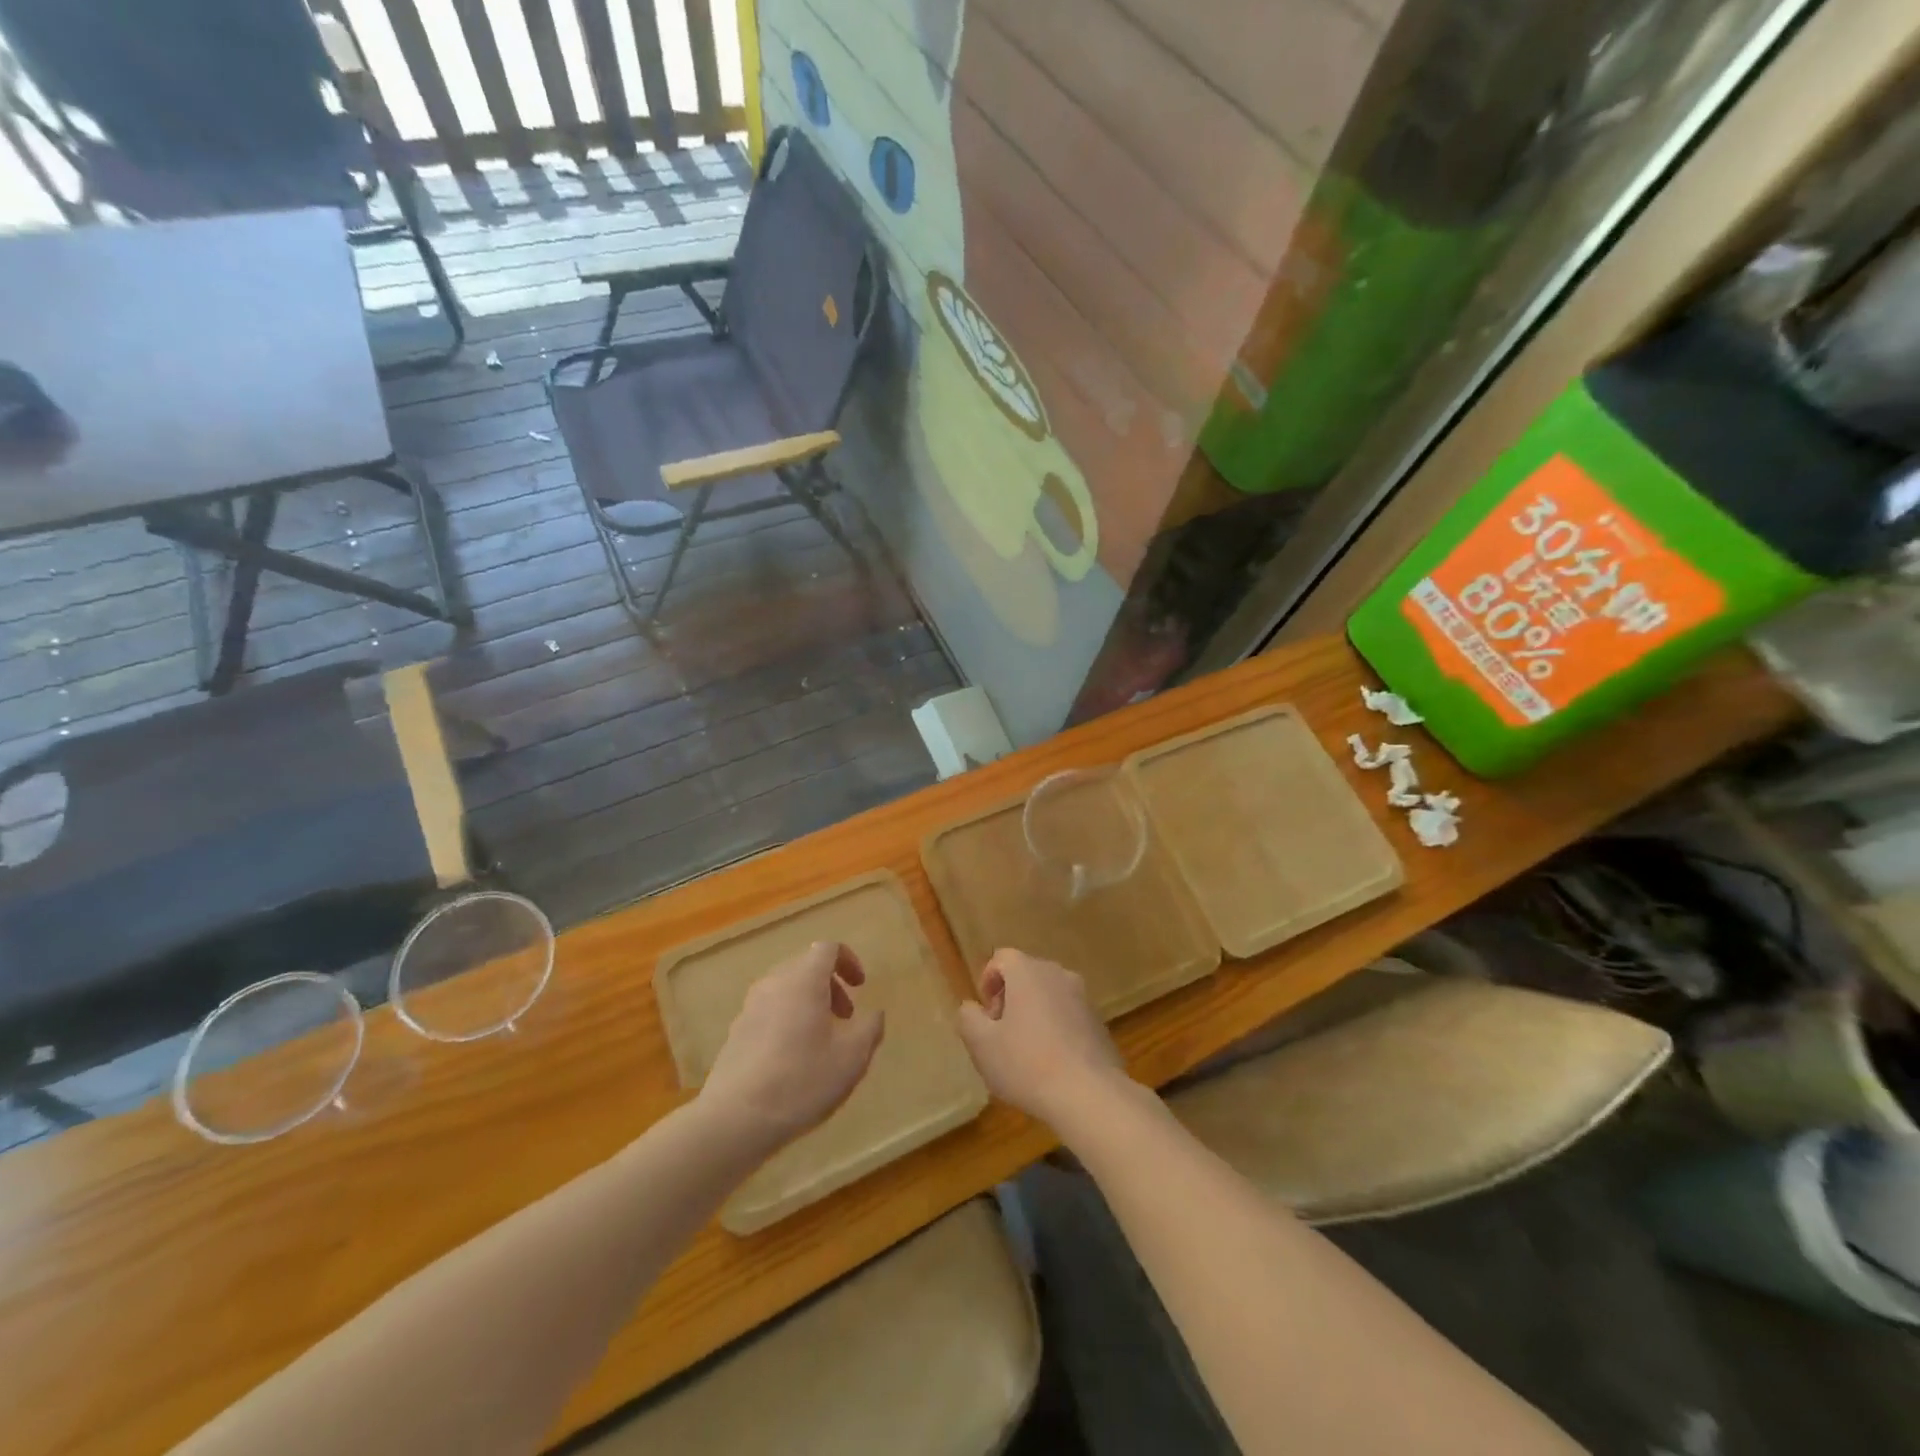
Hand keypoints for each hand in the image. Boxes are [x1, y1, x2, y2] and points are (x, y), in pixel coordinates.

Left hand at [698, 941, 885, 1157]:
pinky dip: (788, 1019)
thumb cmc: (801, 1081)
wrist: (734, 1119)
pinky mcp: (736, 1032)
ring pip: (786, 989)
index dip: (848, 960)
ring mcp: (750, 1007)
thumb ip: (870, 1029)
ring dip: (809, 1003)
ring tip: (822, 1040)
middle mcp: (774, 984)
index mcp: (803, 980)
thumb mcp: (851, 1058)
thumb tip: (874, 1014)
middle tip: (846, 1017)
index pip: (827, 948)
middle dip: (831, 985)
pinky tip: (793, 1059)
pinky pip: (769, 1010)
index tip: (860, 986)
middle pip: (806, 967)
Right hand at [957, 949, 1129, 1127]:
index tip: (986, 1015)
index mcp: (1028, 972)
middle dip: (1010, 998)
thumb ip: (968, 1018)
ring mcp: (1083, 997)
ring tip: (1026, 1052)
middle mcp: (1058, 974)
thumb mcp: (982, 1045)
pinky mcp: (1099, 1022)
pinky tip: (1052, 1063)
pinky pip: (1068, 1015)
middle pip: (1026, 975)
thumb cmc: (1027, 1064)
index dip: (987, 982)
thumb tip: (972, 1008)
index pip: (1002, 958)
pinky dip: (1056, 1028)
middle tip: (1001, 1034)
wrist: (1089, 1095)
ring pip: (1048, 995)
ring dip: (1033, 1014)